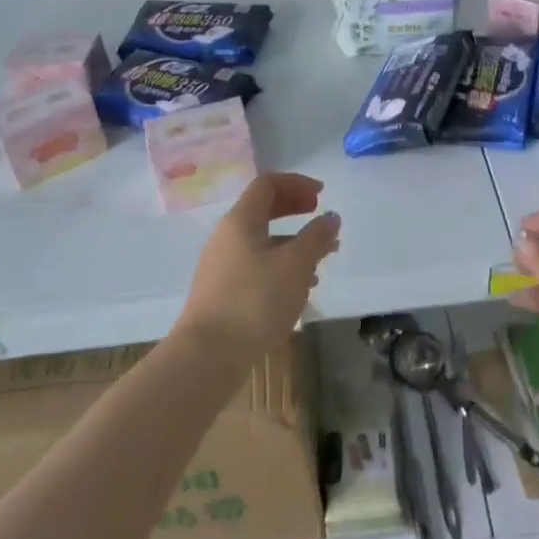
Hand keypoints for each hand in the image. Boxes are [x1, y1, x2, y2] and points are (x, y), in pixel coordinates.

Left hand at [172, 173, 339, 365]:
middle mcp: (226, 236)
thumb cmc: (255, 301)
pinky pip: (255, 265)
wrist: (207, 355)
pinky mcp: (222, 292)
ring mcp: (221, 265)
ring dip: (292, 242)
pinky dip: (280, 265)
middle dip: (294, 209)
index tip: (321, 196)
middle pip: (262, 210)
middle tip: (320, 217)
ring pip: (261, 240)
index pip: (267, 184)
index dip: (296, 183)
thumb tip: (330, 217)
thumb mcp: (295, 265)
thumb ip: (316, 237)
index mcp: (240, 220)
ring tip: (320, 259)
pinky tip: (299, 289)